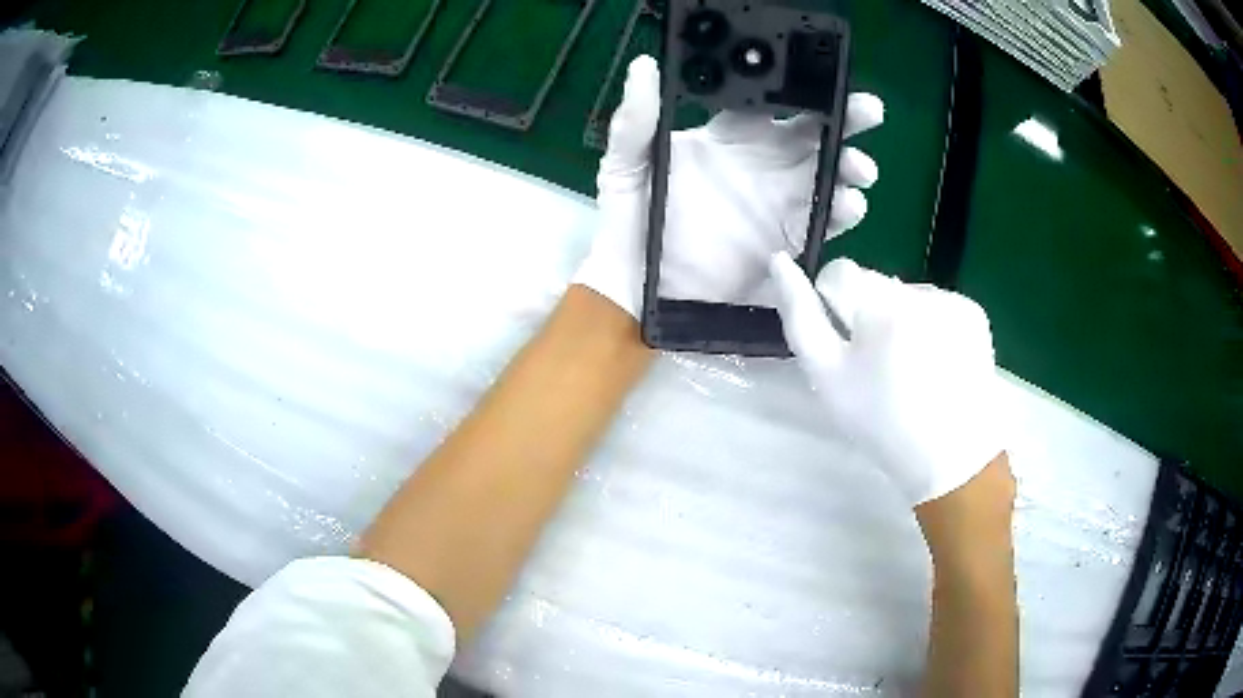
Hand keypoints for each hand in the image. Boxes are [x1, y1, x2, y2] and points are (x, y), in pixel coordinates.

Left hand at [573, 55, 884, 317]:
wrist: (636, 291)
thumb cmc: (628, 222)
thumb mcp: (625, 166)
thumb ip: (636, 121)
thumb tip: (644, 66)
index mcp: (728, 138)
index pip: (771, 104)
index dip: (797, 89)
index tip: (821, 79)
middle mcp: (761, 165)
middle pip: (813, 135)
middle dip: (845, 121)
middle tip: (868, 111)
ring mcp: (779, 204)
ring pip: (828, 176)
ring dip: (850, 167)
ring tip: (860, 169)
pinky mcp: (789, 243)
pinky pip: (825, 223)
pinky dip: (843, 213)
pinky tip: (849, 205)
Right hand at [769, 253, 1006, 505]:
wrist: (951, 457)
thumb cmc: (881, 422)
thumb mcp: (827, 377)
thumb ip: (800, 316)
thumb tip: (779, 262)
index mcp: (879, 304)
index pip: (839, 273)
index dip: (834, 308)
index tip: (848, 348)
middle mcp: (918, 291)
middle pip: (874, 282)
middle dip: (868, 313)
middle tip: (879, 366)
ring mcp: (951, 299)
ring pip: (905, 294)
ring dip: (900, 319)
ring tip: (910, 367)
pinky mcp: (974, 312)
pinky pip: (936, 304)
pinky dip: (930, 325)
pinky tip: (936, 361)